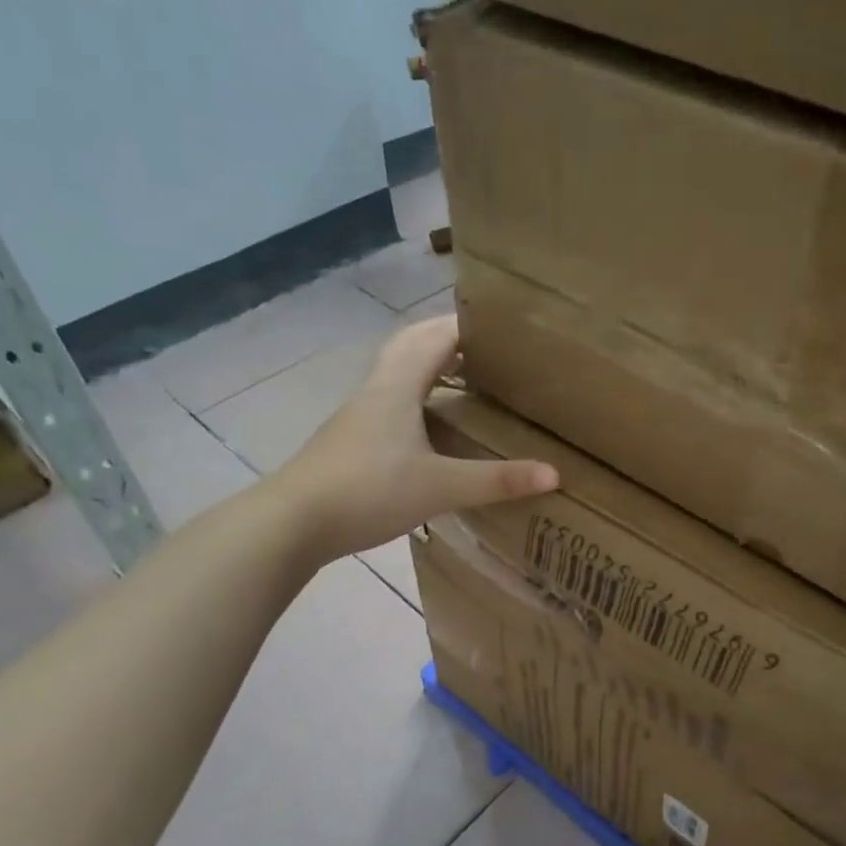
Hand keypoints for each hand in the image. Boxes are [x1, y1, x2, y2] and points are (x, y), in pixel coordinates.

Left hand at [277, 315, 557, 560]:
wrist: (292, 522)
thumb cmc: (368, 491)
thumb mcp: (440, 487)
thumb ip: (497, 480)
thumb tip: (554, 474)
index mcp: (400, 385)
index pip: (438, 335)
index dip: (470, 323)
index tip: (507, 324)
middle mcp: (378, 388)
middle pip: (412, 344)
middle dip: (449, 337)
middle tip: (489, 347)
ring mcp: (360, 413)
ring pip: (398, 370)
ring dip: (430, 363)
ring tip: (467, 377)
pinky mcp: (352, 437)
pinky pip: (391, 398)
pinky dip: (416, 394)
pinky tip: (432, 423)